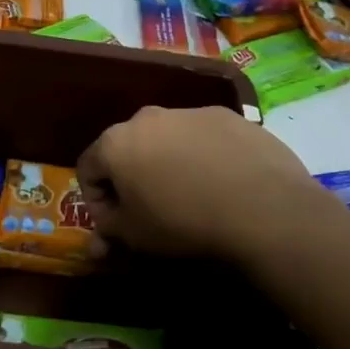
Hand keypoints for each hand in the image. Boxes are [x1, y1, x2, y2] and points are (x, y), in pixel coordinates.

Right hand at [77, 105, 334, 262]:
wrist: (262, 207)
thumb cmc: (183, 222)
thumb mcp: (134, 236)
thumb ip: (108, 229)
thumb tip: (101, 235)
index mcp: (115, 142)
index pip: (87, 168)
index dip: (95, 200)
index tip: (113, 223)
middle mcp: (147, 117)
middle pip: (126, 148)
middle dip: (131, 178)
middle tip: (148, 209)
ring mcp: (190, 112)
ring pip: (166, 139)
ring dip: (167, 163)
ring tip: (190, 196)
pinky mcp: (227, 116)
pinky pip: (202, 138)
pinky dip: (202, 156)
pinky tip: (222, 183)